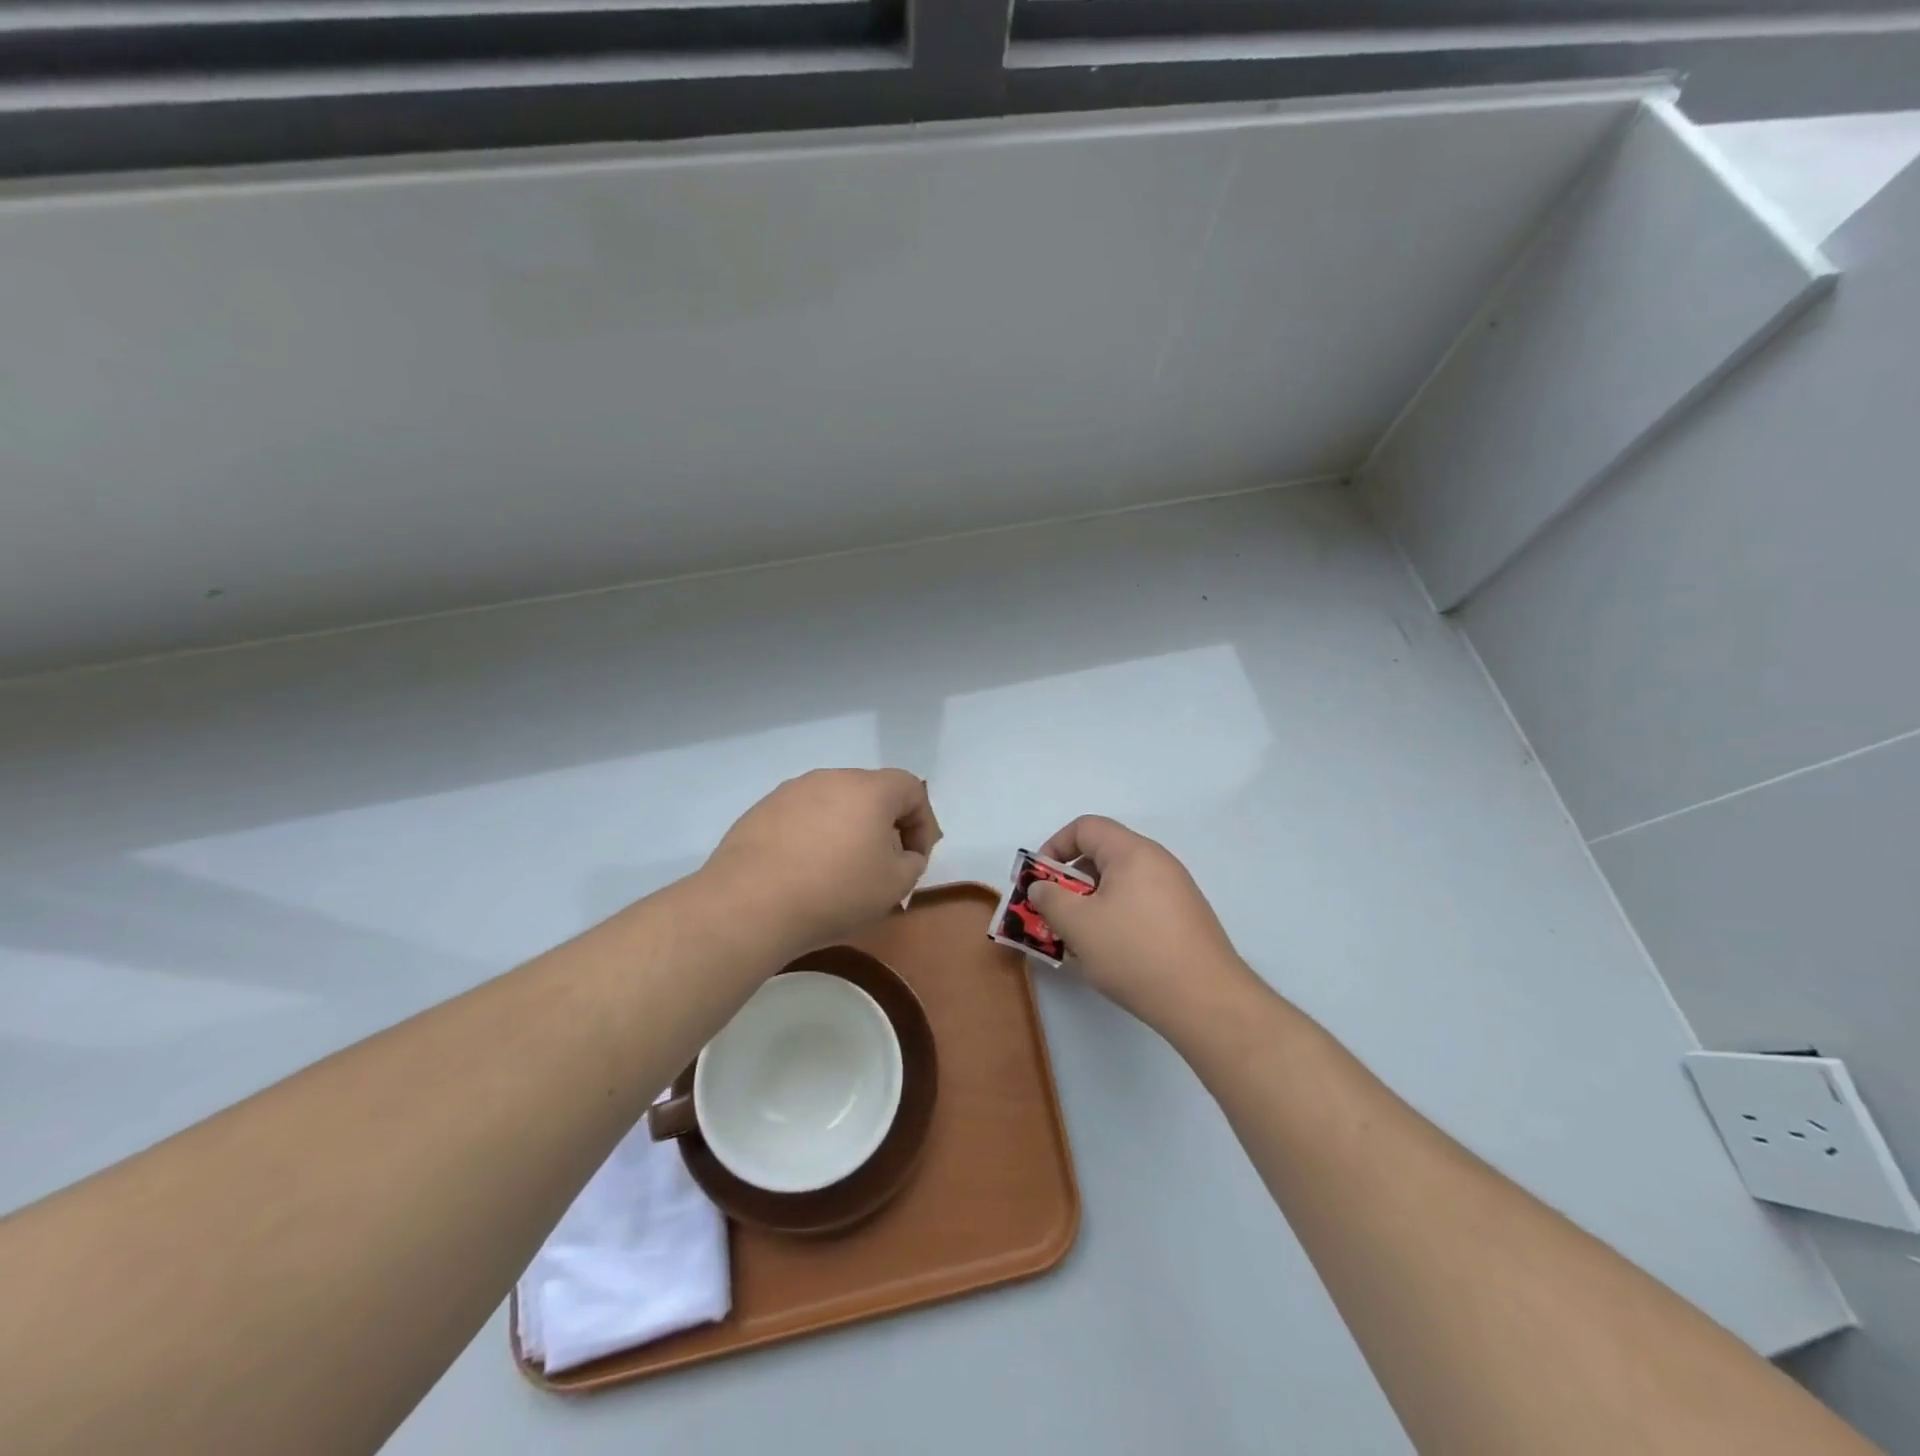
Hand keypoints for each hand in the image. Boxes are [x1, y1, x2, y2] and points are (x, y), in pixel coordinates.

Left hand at [701, 769, 941, 953]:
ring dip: (845, 830)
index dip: (922, 823)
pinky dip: (811, 837)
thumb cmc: (835, 891)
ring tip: (837, 870)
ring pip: (833, 804)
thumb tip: (903, 853)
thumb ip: (912, 862)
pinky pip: (800, 817)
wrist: (749, 904)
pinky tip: (801, 872)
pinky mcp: (760, 810)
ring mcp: (791, 791)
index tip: (913, 859)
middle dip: (883, 825)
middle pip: (871, 793)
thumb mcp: (895, 886)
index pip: (911, 789)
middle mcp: (831, 778)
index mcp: (870, 789)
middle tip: (880, 865)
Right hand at [1027, 816, 1252, 1031]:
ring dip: (1092, 904)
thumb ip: (1050, 899)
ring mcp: (1176, 891)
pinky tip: (1110, 953)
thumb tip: (1042, 887)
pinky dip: (1117, 918)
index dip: (1055, 847)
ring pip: (1121, 884)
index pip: (1085, 827)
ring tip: (1078, 939)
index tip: (1040, 880)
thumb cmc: (1135, 952)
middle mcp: (1158, 862)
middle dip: (1071, 881)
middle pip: (1103, 854)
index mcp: (1133, 852)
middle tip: (1055, 913)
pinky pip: (1140, 905)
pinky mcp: (1186, 919)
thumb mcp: (1078, 925)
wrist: (1206, 1001)